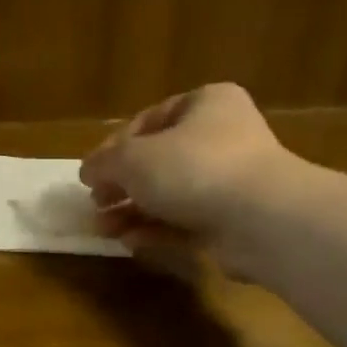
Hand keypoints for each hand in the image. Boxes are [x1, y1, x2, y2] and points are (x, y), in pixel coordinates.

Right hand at [80, 82, 346, 346]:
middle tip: (96, 204)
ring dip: (133, 212)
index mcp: (205, 104)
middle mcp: (220, 137)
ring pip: (168, 195)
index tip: (90, 174)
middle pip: (158, 161)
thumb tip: (87, 171)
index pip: (149, 120)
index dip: (114, 147)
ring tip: (103, 230)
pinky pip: (183, 223)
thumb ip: (104, 163)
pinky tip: (131, 242)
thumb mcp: (133, 159)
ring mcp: (228, 182)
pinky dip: (156, 230)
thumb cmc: (194, 169)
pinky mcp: (230, 221)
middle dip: (121, 186)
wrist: (259, 219)